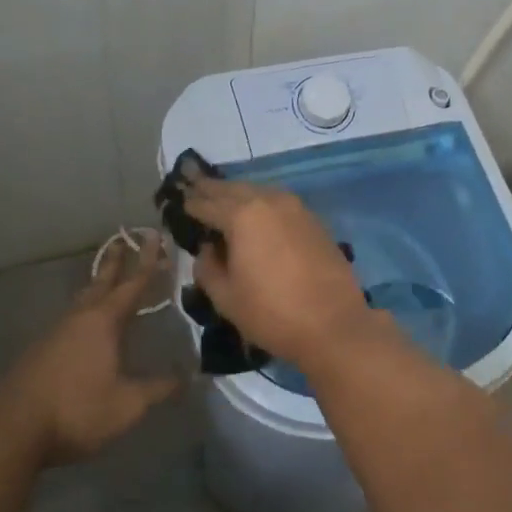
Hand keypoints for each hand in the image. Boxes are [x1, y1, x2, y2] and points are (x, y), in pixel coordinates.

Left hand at [0, 234, 182, 466]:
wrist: (11, 432)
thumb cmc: (76, 410)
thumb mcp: (127, 405)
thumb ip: (159, 389)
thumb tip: (188, 377)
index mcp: (104, 322)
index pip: (132, 284)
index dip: (147, 261)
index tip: (154, 236)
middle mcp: (79, 318)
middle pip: (101, 283)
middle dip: (115, 262)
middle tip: (121, 240)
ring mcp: (54, 334)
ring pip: (81, 302)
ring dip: (96, 287)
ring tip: (105, 282)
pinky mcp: (38, 353)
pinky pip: (68, 322)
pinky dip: (82, 313)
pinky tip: (83, 328)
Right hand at [184, 178, 371, 368]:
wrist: (333, 322)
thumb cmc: (272, 313)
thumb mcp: (226, 297)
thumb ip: (208, 267)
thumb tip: (207, 249)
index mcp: (242, 216)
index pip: (207, 203)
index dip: (190, 204)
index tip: (178, 202)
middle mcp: (268, 201)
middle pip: (233, 189)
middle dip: (212, 189)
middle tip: (194, 188)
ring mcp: (295, 207)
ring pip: (258, 191)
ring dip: (238, 193)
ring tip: (223, 200)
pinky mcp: (312, 219)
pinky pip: (278, 201)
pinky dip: (261, 202)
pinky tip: (256, 214)